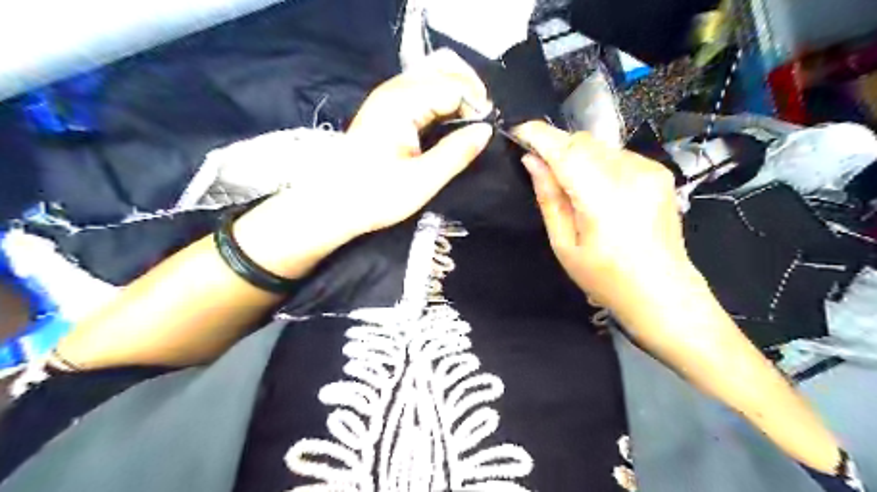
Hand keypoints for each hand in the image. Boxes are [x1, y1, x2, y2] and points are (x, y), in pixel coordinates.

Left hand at [233, 50, 491, 278]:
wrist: (333, 204)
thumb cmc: (375, 195)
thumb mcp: (422, 180)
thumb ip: (456, 152)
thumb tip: (486, 131)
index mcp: (402, 103)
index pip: (453, 85)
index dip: (476, 103)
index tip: (487, 129)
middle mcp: (394, 89)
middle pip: (443, 66)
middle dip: (470, 87)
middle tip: (482, 120)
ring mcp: (388, 95)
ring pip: (433, 73)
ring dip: (457, 90)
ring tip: (471, 118)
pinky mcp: (386, 107)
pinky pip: (422, 87)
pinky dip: (443, 97)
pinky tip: (450, 118)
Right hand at [515, 121, 688, 312]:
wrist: (663, 293)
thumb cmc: (606, 278)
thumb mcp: (565, 245)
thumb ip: (549, 198)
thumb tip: (532, 161)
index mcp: (603, 197)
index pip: (565, 150)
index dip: (539, 135)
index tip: (517, 131)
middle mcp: (630, 174)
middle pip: (582, 142)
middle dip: (557, 147)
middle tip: (543, 171)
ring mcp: (649, 169)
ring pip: (599, 146)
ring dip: (578, 156)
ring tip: (573, 188)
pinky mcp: (659, 171)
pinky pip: (617, 155)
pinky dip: (598, 163)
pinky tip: (599, 191)